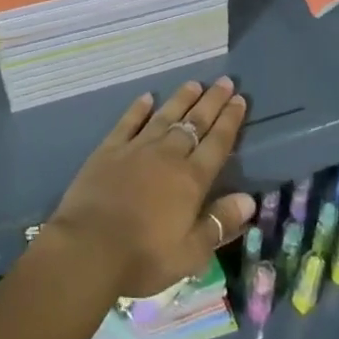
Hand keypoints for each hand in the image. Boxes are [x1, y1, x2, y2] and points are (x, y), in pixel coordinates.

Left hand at [49, 78, 255, 298]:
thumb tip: (249, 200)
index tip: (240, 100)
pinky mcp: (109, 150)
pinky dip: (138, 109)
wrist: (89, 247)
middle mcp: (167, 155)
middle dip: (211, 102)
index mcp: (191, 180)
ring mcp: (136, 148)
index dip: (230, 121)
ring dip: (181, 99)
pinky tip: (147, 97)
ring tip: (194, 83)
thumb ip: (220, 223)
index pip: (217, 144)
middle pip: (194, 123)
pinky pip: (128, 122)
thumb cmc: (144, 257)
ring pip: (164, 116)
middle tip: (225, 81)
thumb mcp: (191, 253)